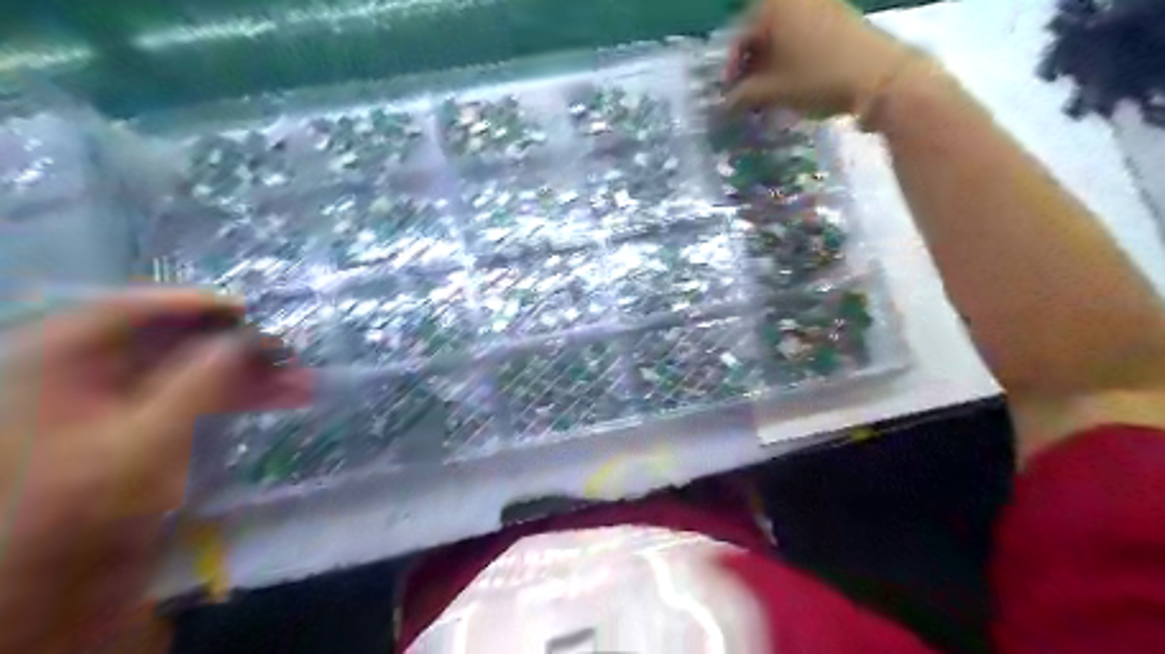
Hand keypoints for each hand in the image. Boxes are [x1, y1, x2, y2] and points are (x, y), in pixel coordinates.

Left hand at [1, 292, 310, 652]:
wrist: (60, 573)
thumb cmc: (87, 504)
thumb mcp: (147, 439)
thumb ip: (202, 380)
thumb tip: (251, 337)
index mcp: (62, 361)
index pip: (130, 309)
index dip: (195, 303)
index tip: (252, 311)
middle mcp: (92, 369)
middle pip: (175, 339)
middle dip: (241, 347)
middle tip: (292, 353)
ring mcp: (125, 396)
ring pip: (199, 368)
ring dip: (254, 373)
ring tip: (306, 383)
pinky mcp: (152, 418)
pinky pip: (203, 393)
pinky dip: (244, 394)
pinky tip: (287, 398)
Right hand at [727, 0, 908, 118]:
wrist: (880, 77)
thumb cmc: (817, 80)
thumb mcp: (772, 91)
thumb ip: (742, 96)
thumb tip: (725, 104)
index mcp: (775, 6)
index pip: (741, 38)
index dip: (731, 70)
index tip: (729, 97)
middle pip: (762, 33)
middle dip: (751, 66)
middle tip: (747, 94)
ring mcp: (822, 3)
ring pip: (783, 35)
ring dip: (770, 63)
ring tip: (768, 92)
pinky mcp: (840, 16)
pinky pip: (803, 34)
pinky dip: (792, 56)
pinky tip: (792, 81)